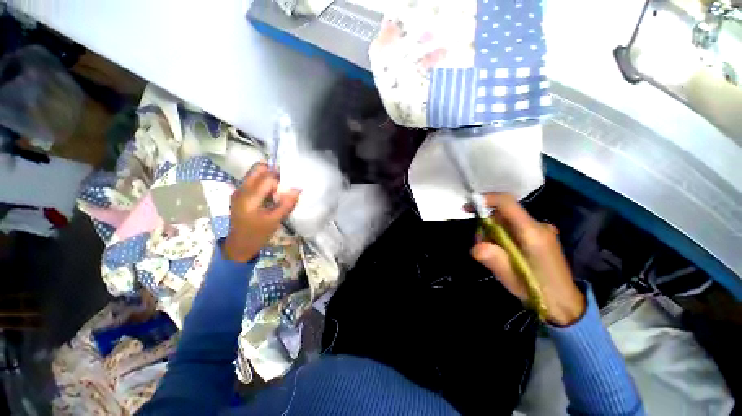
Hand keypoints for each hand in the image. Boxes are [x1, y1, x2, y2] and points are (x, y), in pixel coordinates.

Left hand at [223, 163, 299, 262]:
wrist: (239, 245)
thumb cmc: (257, 234)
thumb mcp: (275, 220)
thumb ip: (286, 203)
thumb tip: (298, 188)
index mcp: (249, 196)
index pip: (268, 177)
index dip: (280, 181)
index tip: (287, 190)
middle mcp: (241, 189)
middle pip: (258, 168)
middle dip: (273, 173)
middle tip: (283, 185)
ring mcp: (238, 191)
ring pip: (255, 174)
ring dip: (268, 178)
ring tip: (277, 192)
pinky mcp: (239, 194)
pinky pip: (253, 181)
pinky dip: (264, 184)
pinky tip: (270, 196)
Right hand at [469, 193, 584, 325]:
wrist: (566, 303)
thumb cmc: (538, 291)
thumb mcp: (512, 278)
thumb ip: (494, 260)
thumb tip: (475, 247)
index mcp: (532, 233)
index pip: (507, 203)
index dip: (486, 199)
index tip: (469, 207)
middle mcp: (538, 226)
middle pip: (504, 213)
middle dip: (486, 223)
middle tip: (480, 243)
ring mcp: (541, 230)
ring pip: (507, 220)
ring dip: (493, 231)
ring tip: (493, 253)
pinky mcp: (540, 235)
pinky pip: (514, 227)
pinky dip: (503, 235)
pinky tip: (504, 252)